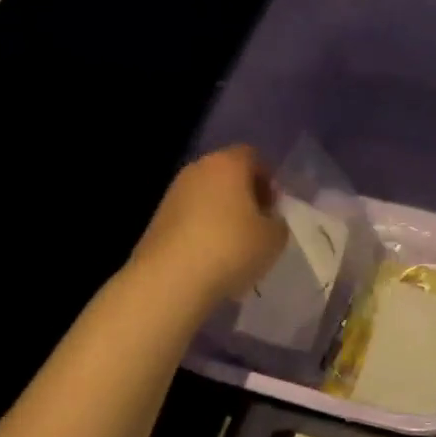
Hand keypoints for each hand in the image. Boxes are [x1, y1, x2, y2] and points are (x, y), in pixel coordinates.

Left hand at [130, 146, 288, 307]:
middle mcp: (197, 170)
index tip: (274, 207)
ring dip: (223, 214)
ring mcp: (173, 194)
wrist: (170, 279)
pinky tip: (212, 257)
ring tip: (236, 246)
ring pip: (207, 196)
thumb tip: (268, 218)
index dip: (267, 179)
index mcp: (228, 164)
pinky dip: (203, 230)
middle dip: (245, 195)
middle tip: (258, 225)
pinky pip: (191, 217)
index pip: (253, 157)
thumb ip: (278, 220)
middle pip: (227, 174)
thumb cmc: (232, 248)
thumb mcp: (275, 237)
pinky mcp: (157, 219)